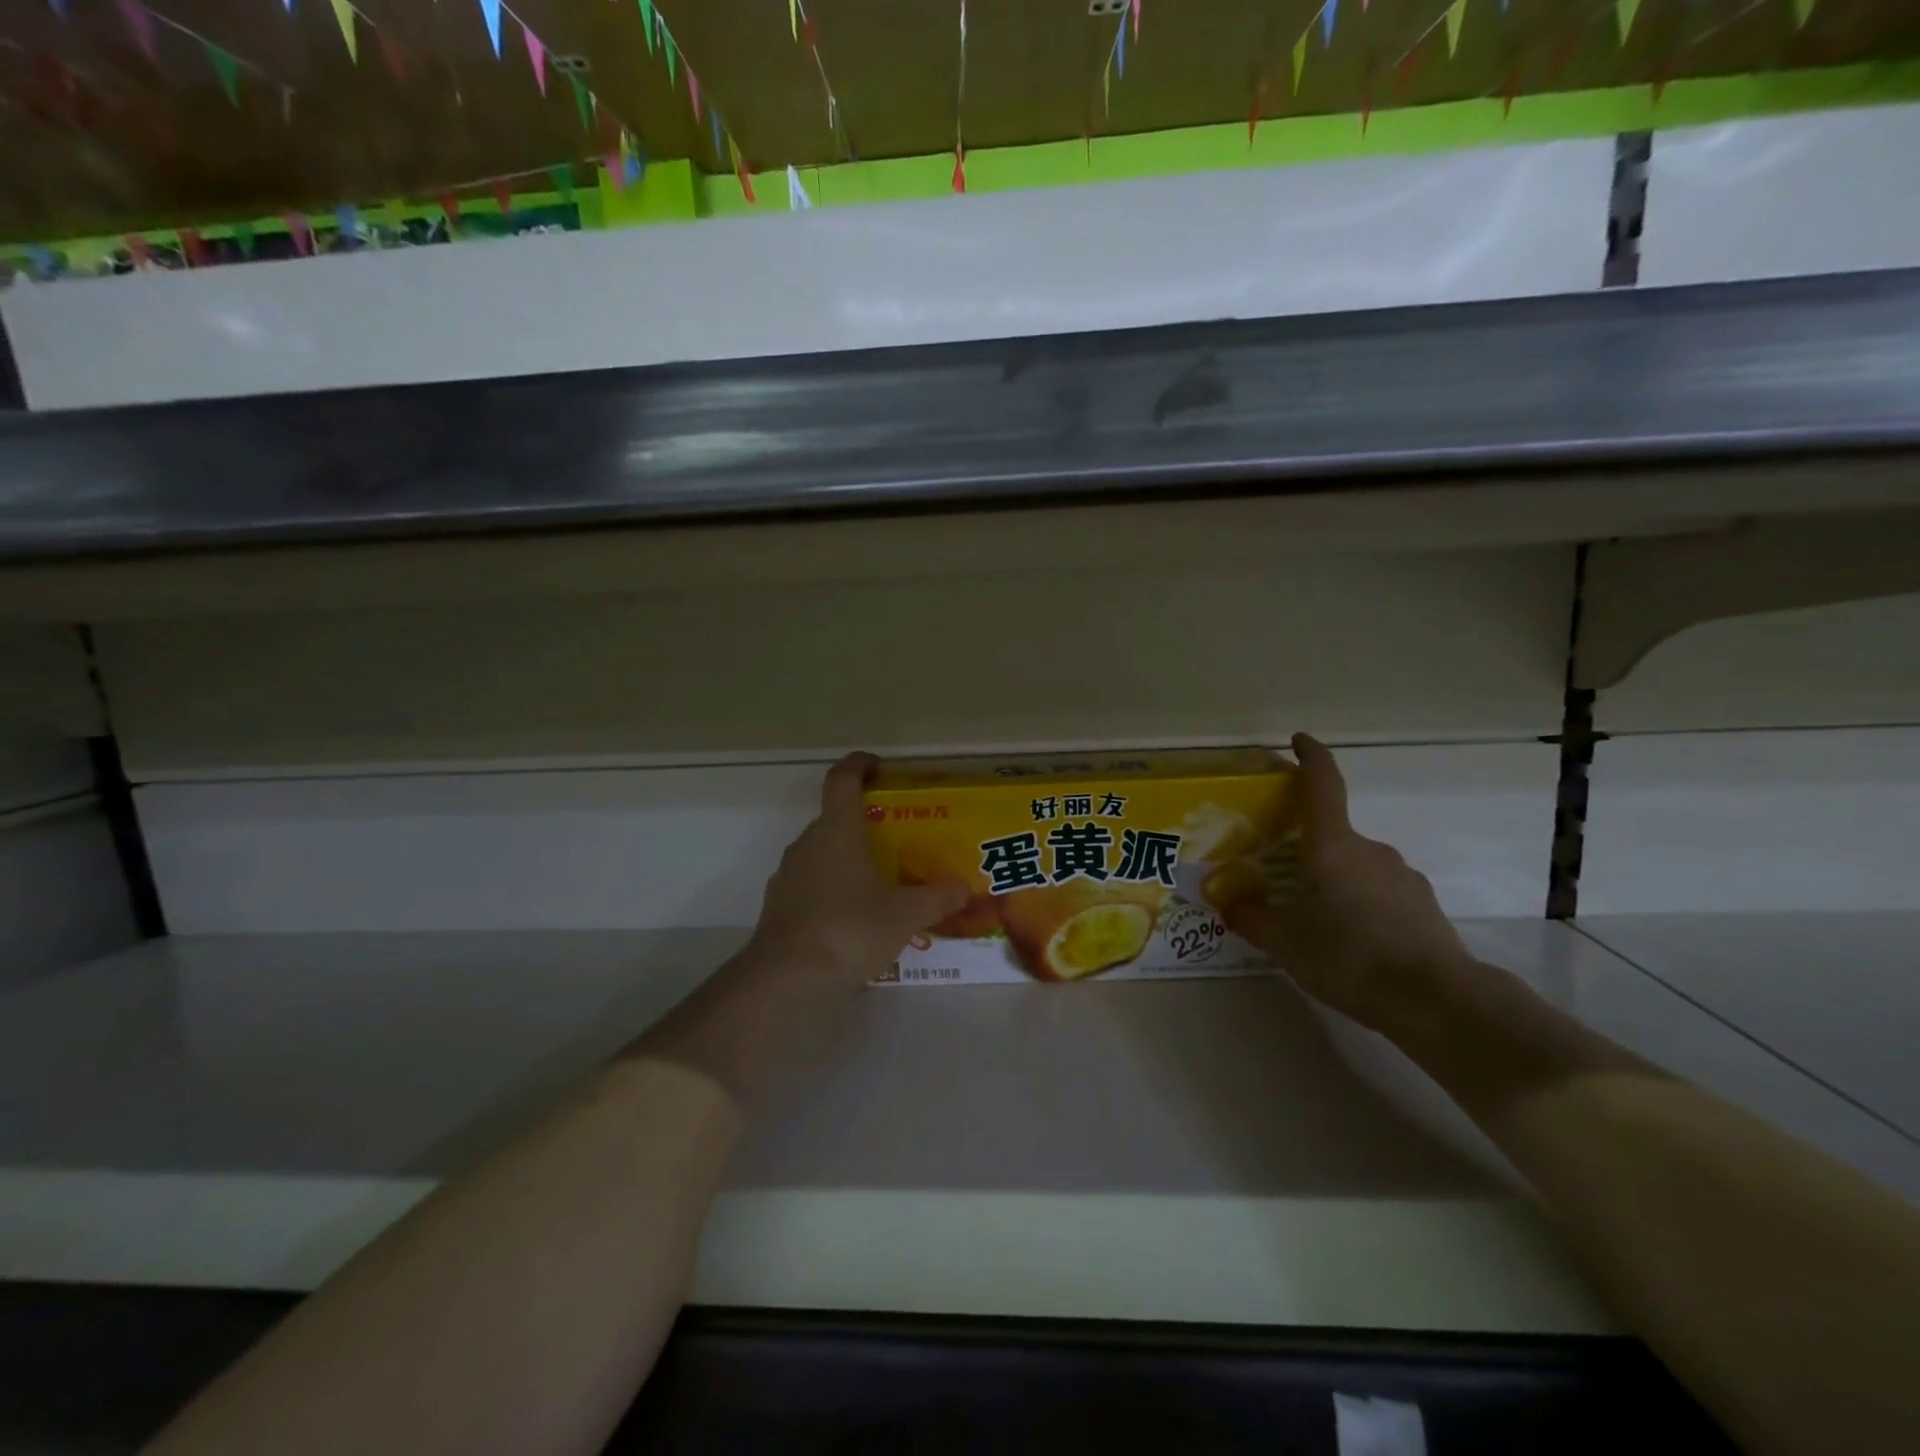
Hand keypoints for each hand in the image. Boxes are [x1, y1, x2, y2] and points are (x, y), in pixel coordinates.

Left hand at [747, 753, 968, 992]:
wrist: (787, 980)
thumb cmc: (850, 929)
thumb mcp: (905, 915)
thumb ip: (937, 897)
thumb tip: (964, 886)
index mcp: (837, 830)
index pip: (842, 779)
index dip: (859, 765)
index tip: (878, 766)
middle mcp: (808, 843)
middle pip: (835, 819)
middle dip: (865, 825)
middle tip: (897, 841)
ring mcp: (788, 875)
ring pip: (823, 854)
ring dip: (849, 861)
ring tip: (881, 885)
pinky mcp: (779, 906)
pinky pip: (812, 885)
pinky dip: (833, 890)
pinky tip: (855, 919)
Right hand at [1221, 733, 1473, 1032]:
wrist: (1434, 1000)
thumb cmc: (1347, 955)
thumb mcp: (1283, 941)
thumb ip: (1251, 918)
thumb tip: (1228, 905)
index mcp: (1332, 846)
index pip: (1323, 785)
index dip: (1310, 757)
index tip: (1299, 740)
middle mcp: (1370, 850)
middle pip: (1333, 836)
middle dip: (1307, 853)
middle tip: (1282, 884)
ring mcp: (1402, 876)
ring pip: (1356, 868)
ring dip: (1334, 883)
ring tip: (1317, 925)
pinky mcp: (1423, 906)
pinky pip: (1380, 893)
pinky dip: (1362, 907)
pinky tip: (1353, 945)